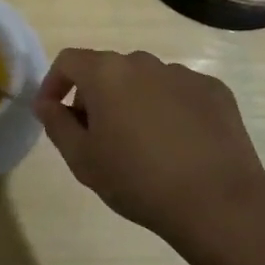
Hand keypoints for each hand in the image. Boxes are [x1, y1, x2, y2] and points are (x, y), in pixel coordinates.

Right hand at [32, 49, 264, 243]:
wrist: (218, 203)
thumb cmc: (138, 181)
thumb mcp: (83, 160)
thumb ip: (57, 124)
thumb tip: (46, 103)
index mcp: (106, 73)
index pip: (68, 61)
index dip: (54, 83)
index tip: (53, 111)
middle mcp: (143, 62)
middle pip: (108, 70)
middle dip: (96, 96)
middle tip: (98, 136)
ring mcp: (182, 74)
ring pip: (146, 81)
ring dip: (134, 102)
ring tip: (143, 144)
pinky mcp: (214, 90)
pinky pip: (180, 93)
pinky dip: (171, 110)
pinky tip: (179, 145)